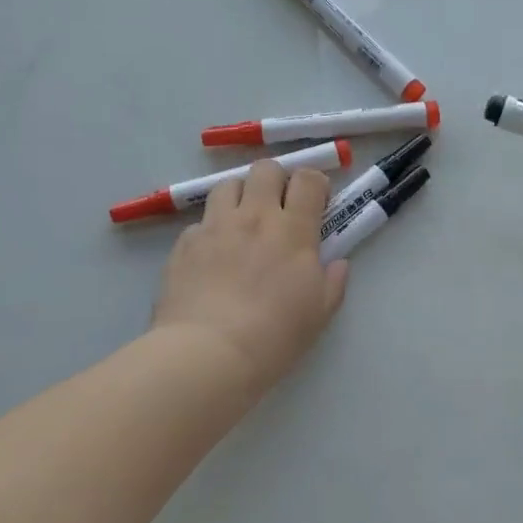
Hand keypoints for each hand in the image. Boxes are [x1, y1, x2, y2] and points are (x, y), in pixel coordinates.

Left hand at [151, 161, 349, 396]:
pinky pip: (200, 222)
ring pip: (228, 185)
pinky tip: (212, 256)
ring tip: (242, 222)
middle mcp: (254, 216)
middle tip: (279, 206)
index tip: (317, 202)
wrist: (208, 353)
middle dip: (276, 179)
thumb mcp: (319, 314)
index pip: (308, 180)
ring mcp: (215, 226)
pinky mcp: (185, 243)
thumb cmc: (274, 336)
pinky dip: (211, 230)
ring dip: (240, 196)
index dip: (315, 184)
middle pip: (266, 169)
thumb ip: (333, 283)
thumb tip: (338, 263)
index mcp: (292, 230)